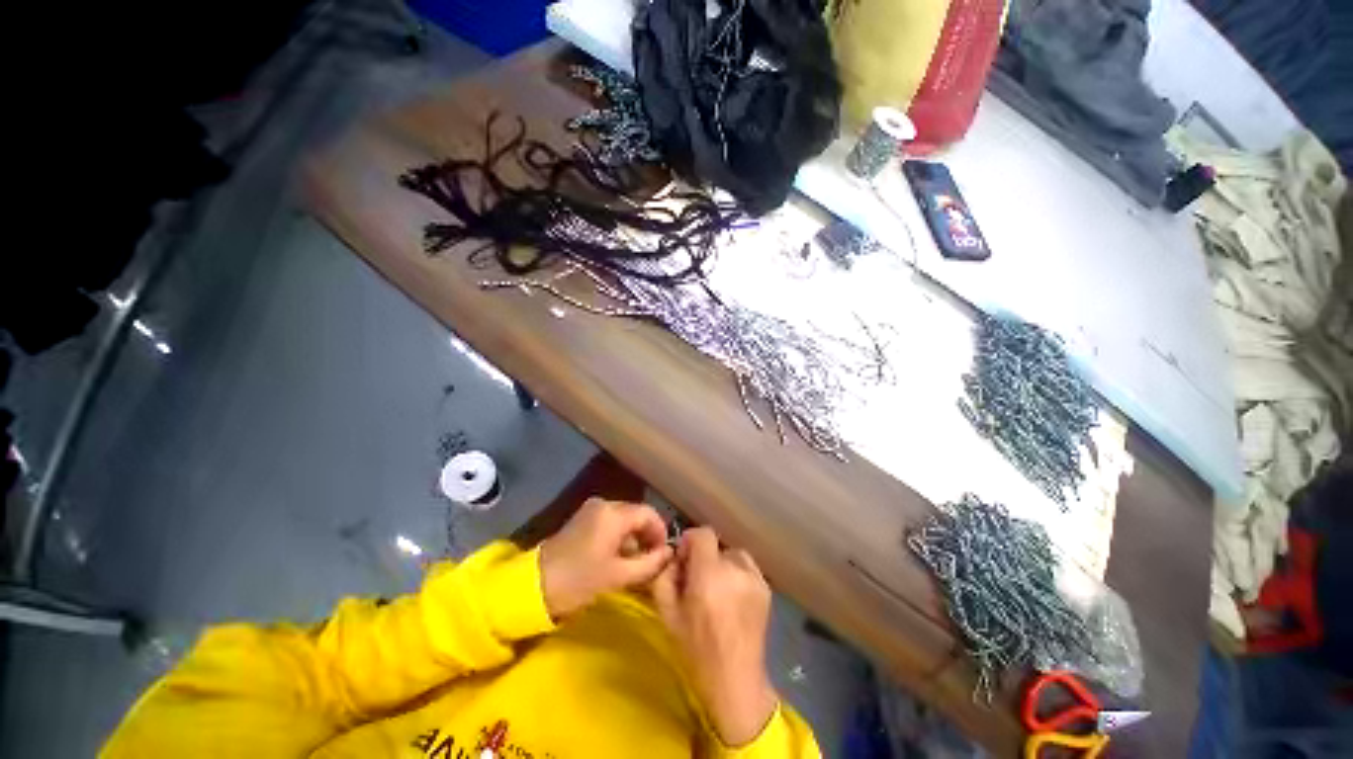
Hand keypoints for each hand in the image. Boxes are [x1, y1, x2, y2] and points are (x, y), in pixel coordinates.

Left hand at [539, 498, 672, 617]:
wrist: (534, 586)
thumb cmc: (579, 580)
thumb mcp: (618, 576)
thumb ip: (649, 563)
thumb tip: (669, 553)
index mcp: (614, 514)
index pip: (649, 514)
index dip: (660, 532)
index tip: (664, 554)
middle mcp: (605, 504)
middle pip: (636, 514)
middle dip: (647, 535)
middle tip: (652, 560)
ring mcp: (591, 510)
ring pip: (624, 518)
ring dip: (634, 537)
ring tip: (637, 561)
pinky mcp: (582, 518)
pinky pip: (610, 522)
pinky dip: (620, 536)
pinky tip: (619, 556)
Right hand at [652, 527, 777, 746]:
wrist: (735, 680)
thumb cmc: (696, 649)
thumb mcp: (667, 613)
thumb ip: (665, 576)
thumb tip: (674, 557)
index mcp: (709, 575)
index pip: (703, 534)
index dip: (691, 541)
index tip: (684, 560)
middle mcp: (735, 570)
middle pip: (716, 546)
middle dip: (704, 558)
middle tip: (698, 581)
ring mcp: (754, 578)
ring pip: (733, 555)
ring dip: (722, 565)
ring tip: (717, 589)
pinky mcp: (766, 588)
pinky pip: (747, 568)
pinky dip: (737, 574)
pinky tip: (732, 598)